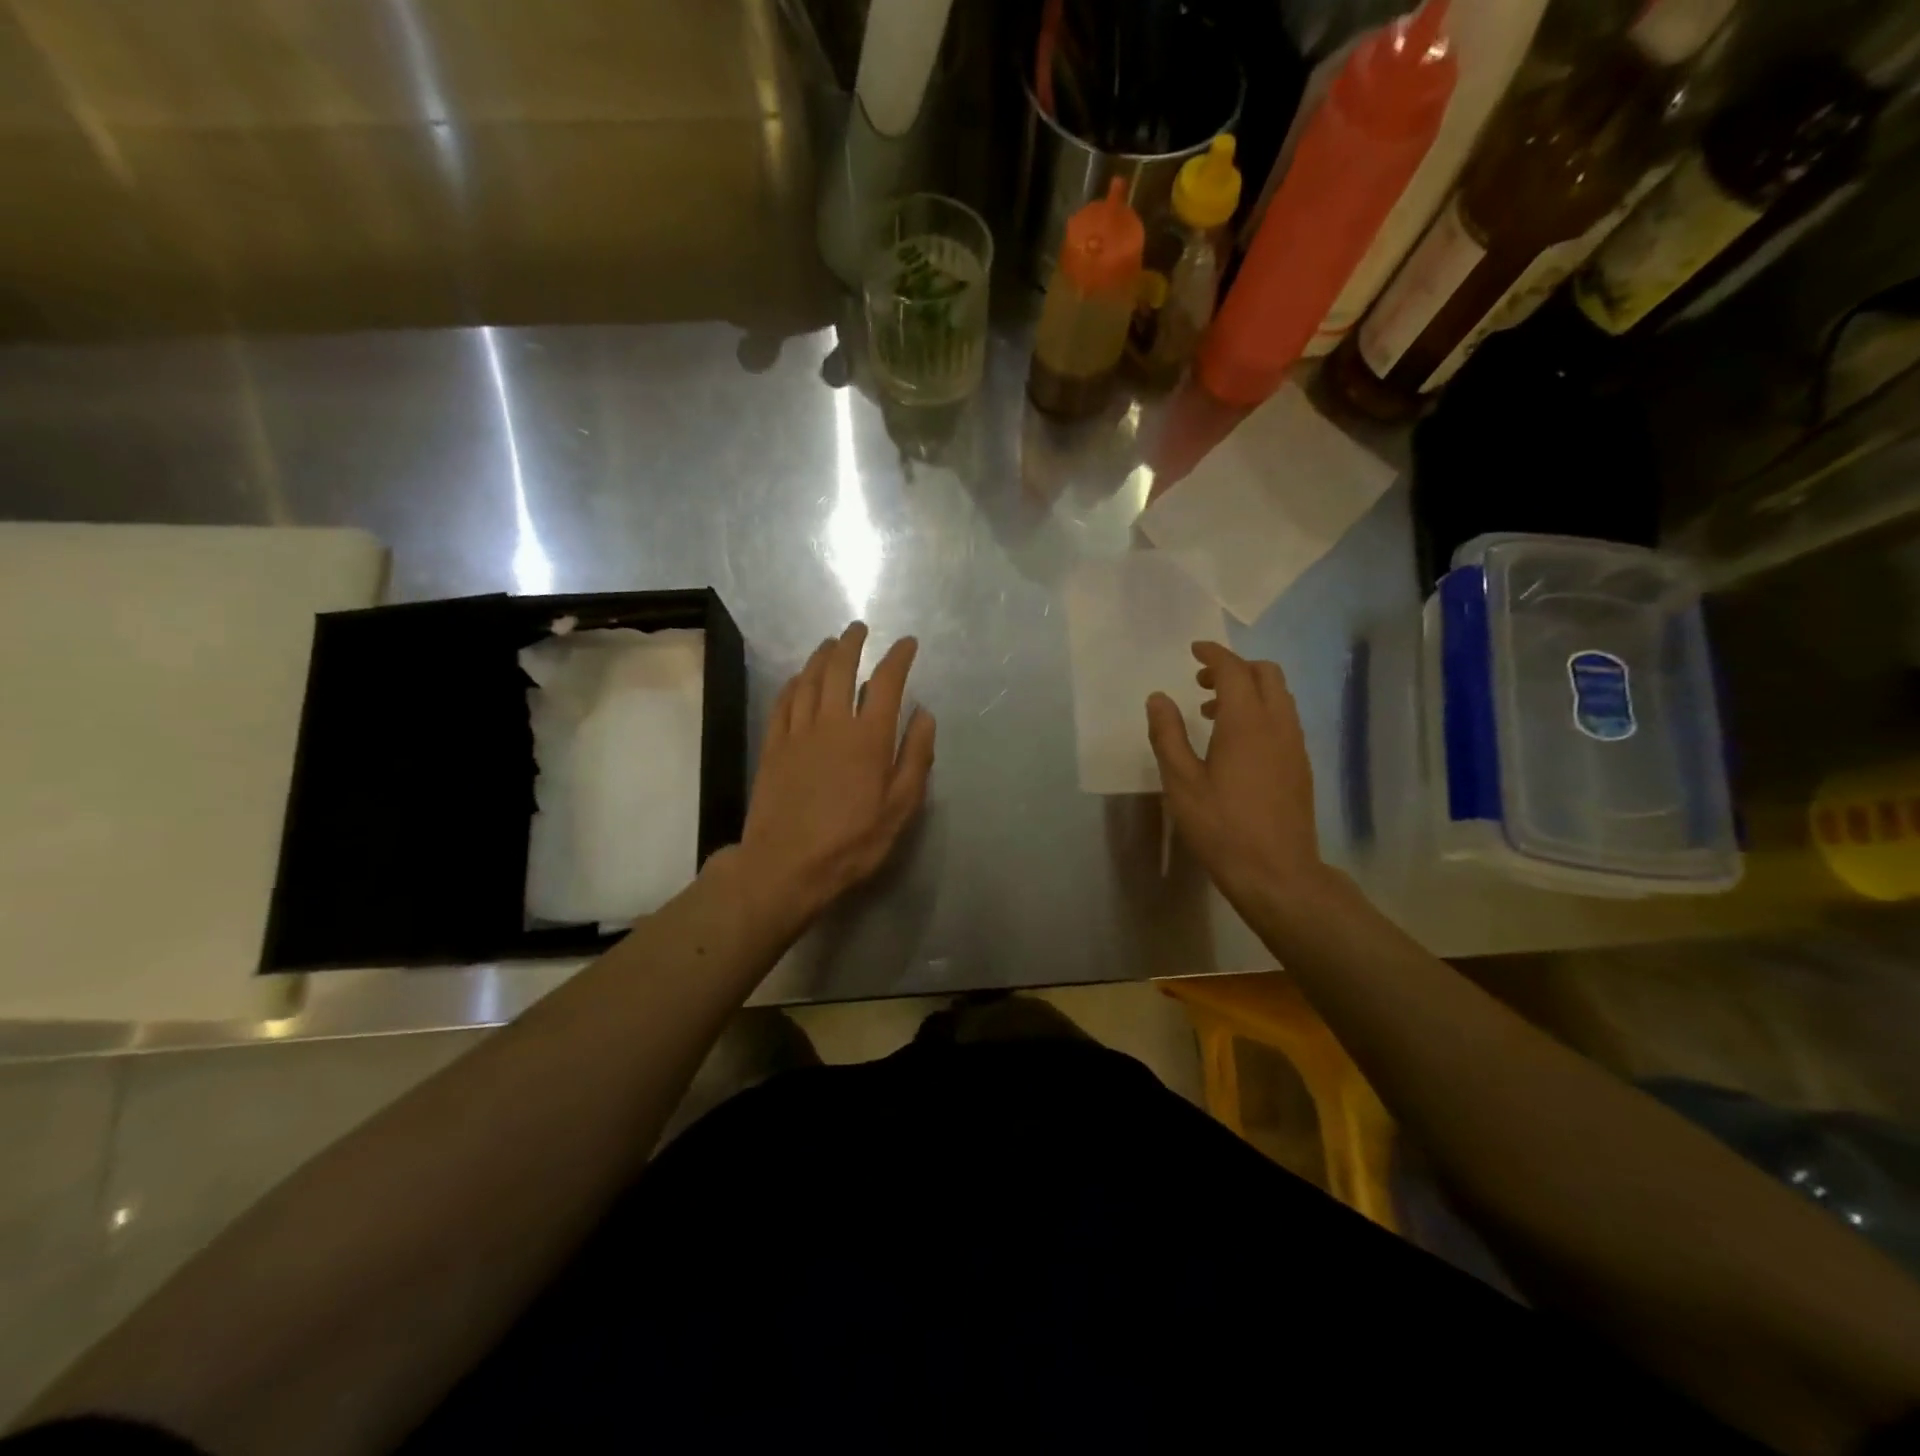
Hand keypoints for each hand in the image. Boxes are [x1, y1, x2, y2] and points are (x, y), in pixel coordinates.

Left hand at [732, 622, 935, 924]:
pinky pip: (783, 702)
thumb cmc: (852, 842)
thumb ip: (915, 758)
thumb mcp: (900, 808)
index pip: (887, 683)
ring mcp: (797, 733)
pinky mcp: (773, 747)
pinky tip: (799, 679)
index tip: (907, 643)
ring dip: (821, 656)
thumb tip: (924, 715)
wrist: (786, 865)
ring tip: (830, 644)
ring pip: (809, 680)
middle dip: (852, 644)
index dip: (898, 657)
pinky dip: (794, 683)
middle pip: (840, 669)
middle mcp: (832, 724)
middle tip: (859, 629)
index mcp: (869, 738)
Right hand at [1146, 642, 1322, 909]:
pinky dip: (1262, 712)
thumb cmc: (1221, 826)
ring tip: (1214, 713)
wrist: (1277, 872)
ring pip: (1279, 696)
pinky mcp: (1301, 766)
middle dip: (1235, 668)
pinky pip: (1284, 719)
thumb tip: (1158, 697)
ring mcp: (1294, 745)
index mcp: (1246, 723)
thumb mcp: (1181, 782)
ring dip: (1249, 690)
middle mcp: (1277, 724)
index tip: (1193, 651)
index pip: (1233, 670)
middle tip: (1202, 683)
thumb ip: (1167, 734)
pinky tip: (1237, 744)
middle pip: (1266, 674)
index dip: (1213, 654)